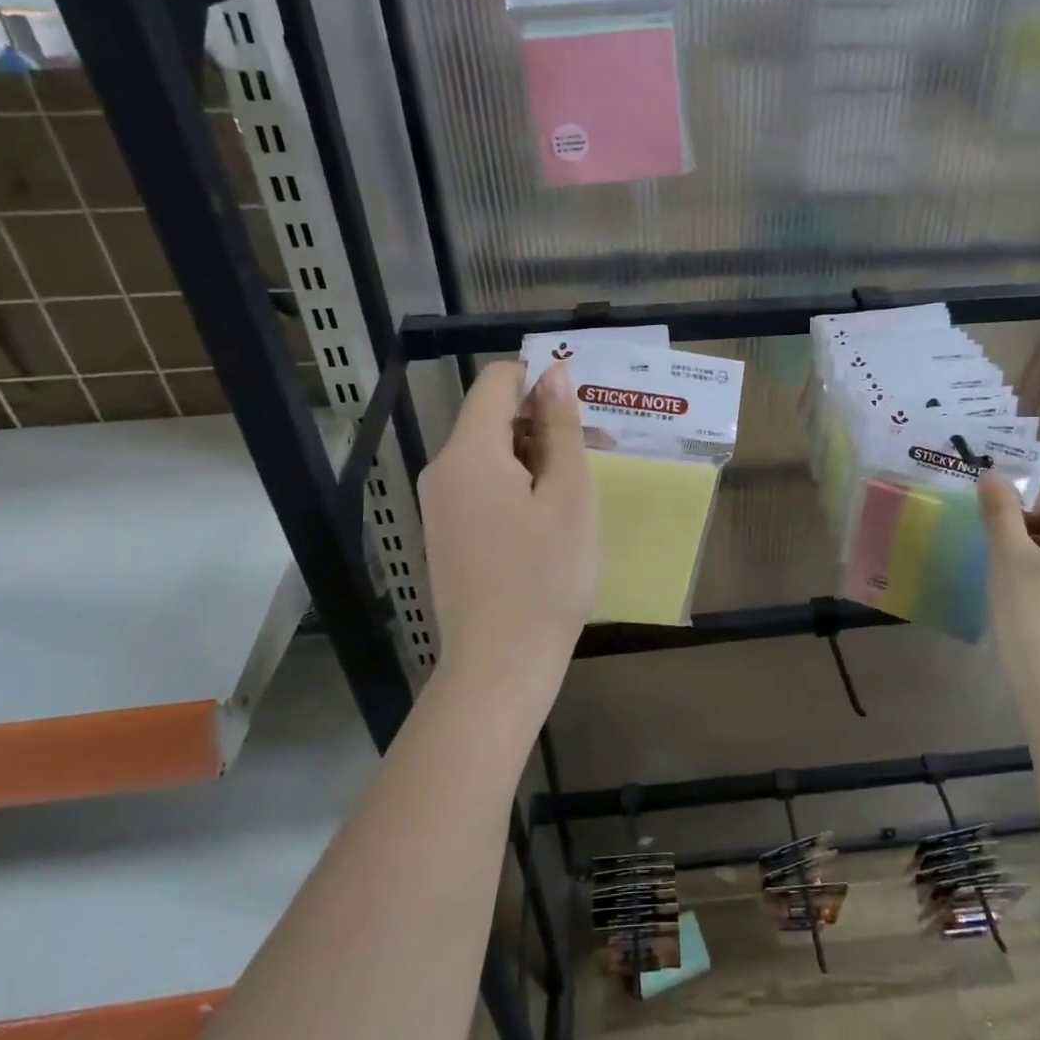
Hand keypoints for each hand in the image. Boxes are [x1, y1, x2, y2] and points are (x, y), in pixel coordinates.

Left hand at [417, 361, 596, 721]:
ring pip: (491, 456)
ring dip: (537, 458)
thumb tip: (554, 373)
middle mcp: (443, 471)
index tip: (583, 408)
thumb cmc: (546, 576)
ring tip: (581, 492)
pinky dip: (518, 487)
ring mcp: (440, 506)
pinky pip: (482, 488)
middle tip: (598, 453)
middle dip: (545, 424)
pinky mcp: (446, 535)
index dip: (540, 380)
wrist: (500, 665)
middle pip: (493, 419)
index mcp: (468, 453)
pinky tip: (550, 521)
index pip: (496, 382)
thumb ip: (560, 428)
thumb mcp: (568, 495)